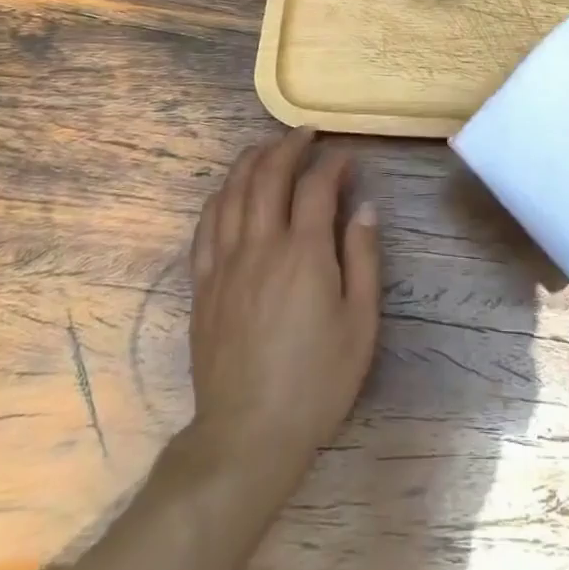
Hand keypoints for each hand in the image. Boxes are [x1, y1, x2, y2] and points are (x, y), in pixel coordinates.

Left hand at [188, 127, 380, 485]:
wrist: (248, 434)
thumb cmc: (316, 381)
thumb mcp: (360, 323)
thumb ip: (363, 258)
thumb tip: (365, 208)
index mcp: (303, 253)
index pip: (315, 186)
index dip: (332, 164)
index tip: (345, 158)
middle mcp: (260, 246)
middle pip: (268, 176)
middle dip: (288, 147)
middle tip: (306, 135)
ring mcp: (225, 263)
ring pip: (232, 192)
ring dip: (251, 161)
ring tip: (267, 148)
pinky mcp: (203, 284)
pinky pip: (206, 225)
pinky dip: (220, 197)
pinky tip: (230, 190)